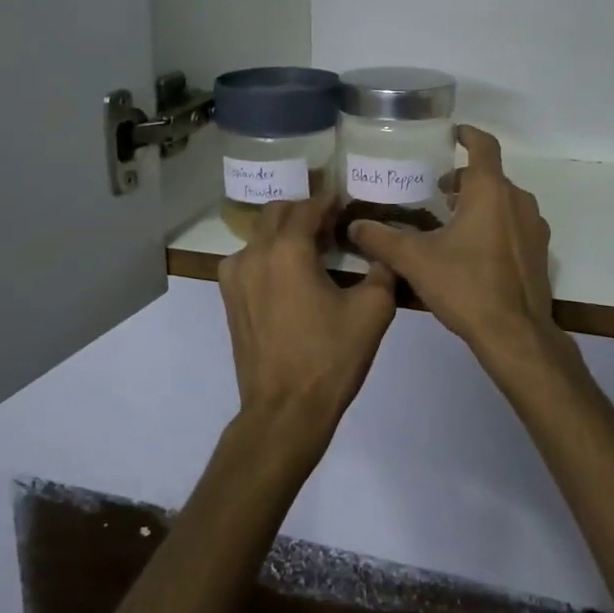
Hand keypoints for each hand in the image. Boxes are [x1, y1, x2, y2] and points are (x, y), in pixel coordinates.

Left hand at [218, 190, 397, 460]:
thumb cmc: (330, 357)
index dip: (330, 201)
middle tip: (333, 226)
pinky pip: (249, 259)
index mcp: (287, 250)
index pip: (308, 207)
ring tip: (314, 252)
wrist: (285, 410)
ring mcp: (235, 277)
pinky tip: (292, 277)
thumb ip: (383, 269)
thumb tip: (384, 250)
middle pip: (278, 212)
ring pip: (260, 235)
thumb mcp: (373, 311)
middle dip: (305, 211)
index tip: (348, 204)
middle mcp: (254, 254)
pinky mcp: (229, 298)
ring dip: (285, 233)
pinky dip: (270, 255)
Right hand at [348, 128, 568, 383]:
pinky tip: (474, 249)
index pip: (484, 146)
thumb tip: (354, 225)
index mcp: (489, 192)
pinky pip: (515, 223)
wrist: (515, 333)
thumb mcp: (415, 261)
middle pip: (491, 175)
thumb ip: (382, 239)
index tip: (452, 133)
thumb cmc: (465, 286)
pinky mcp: (539, 251)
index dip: (468, 134)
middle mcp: (517, 200)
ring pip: (504, 200)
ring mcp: (533, 226)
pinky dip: (495, 223)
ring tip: (451, 220)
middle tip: (436, 191)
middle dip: (464, 178)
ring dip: (479, 202)